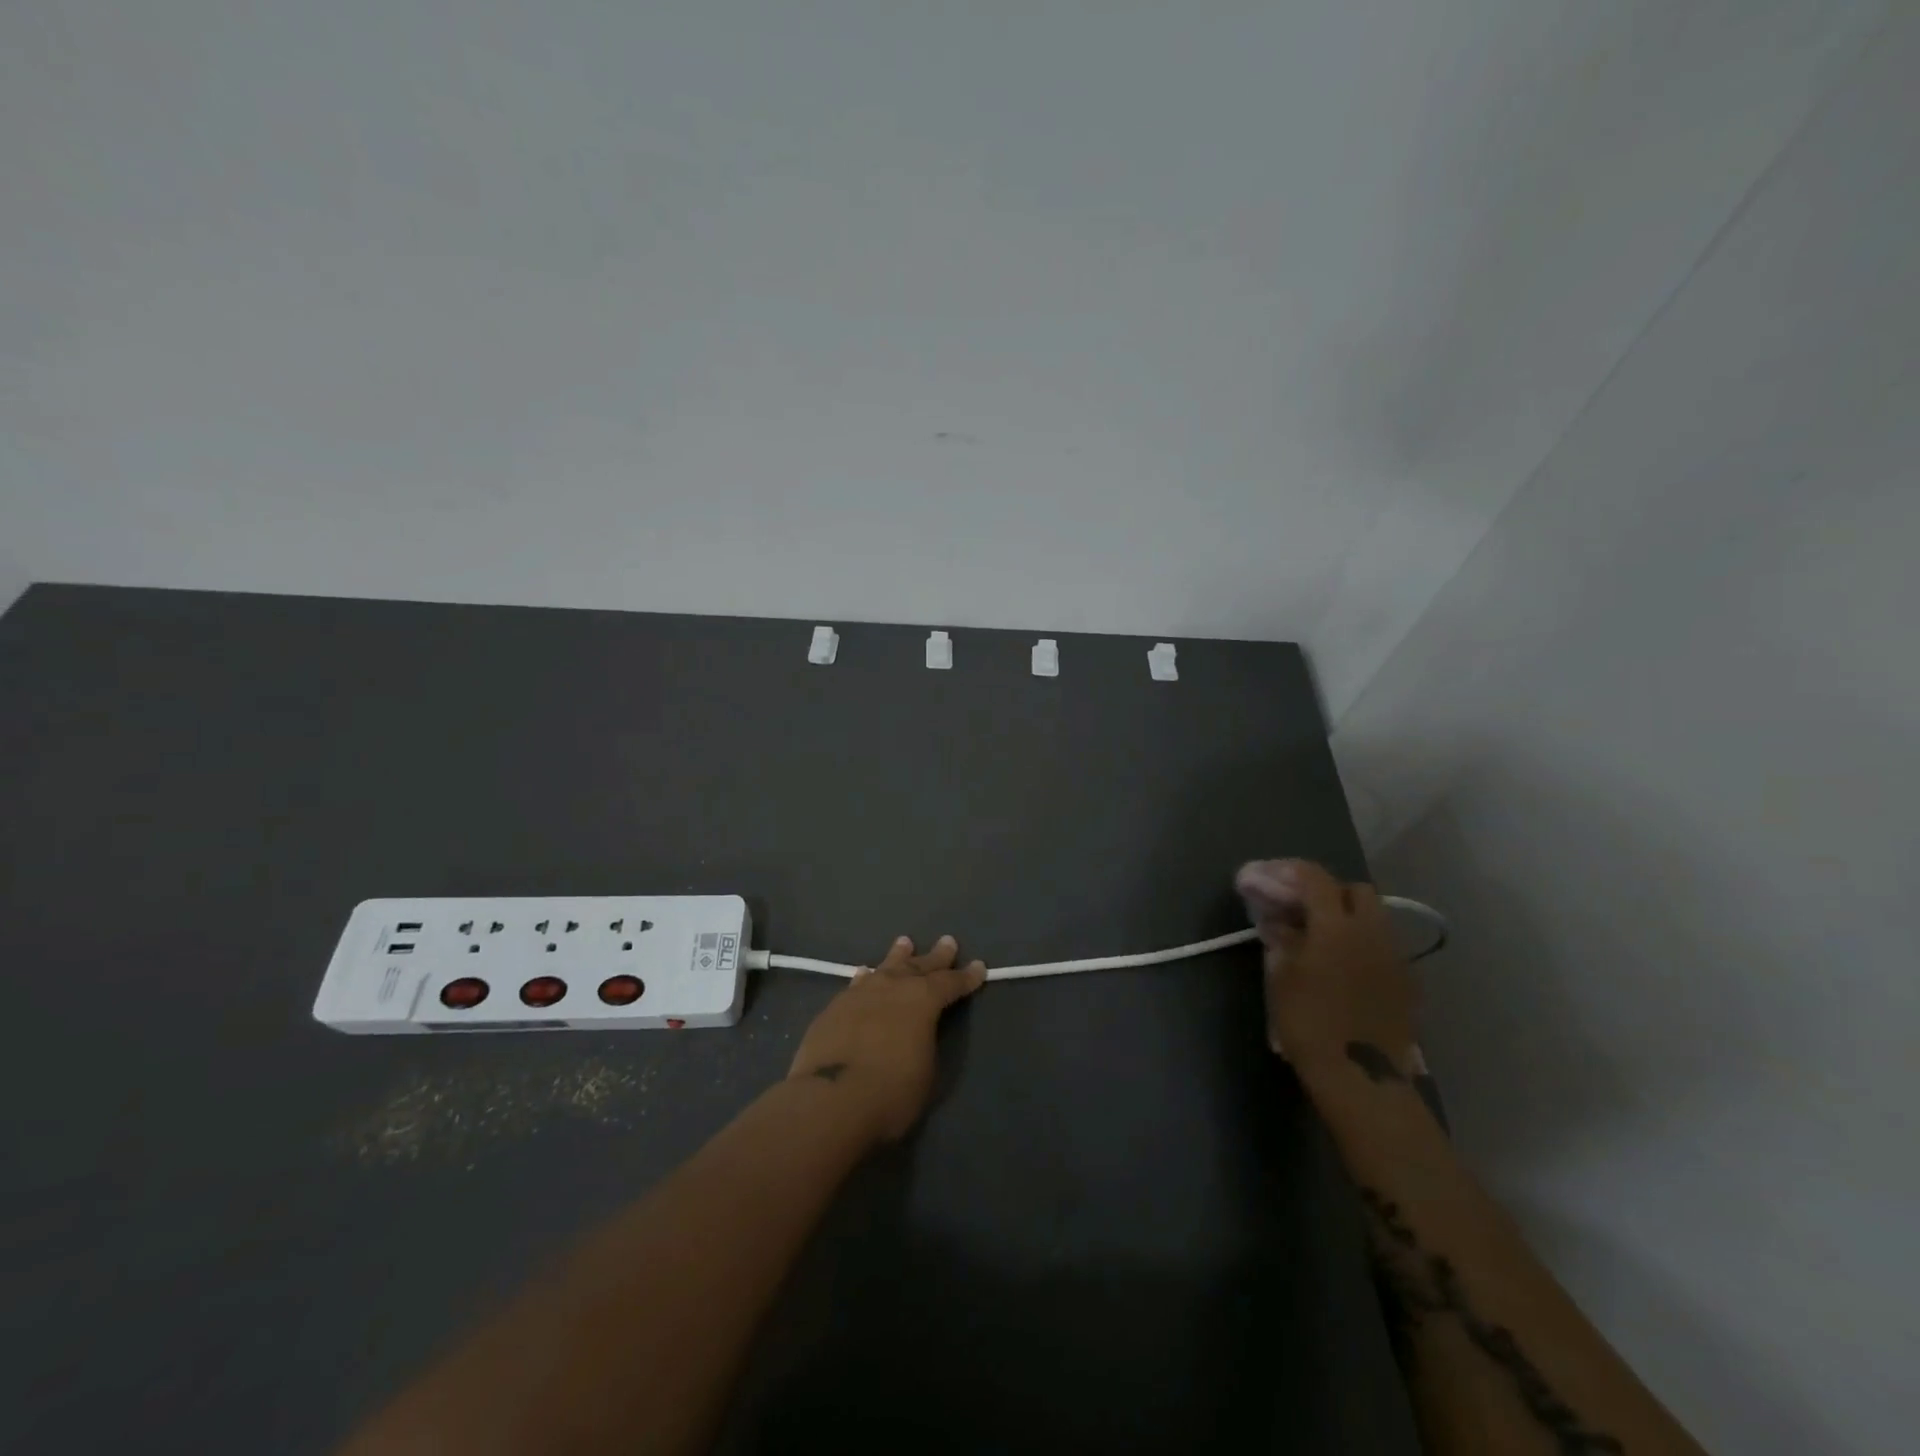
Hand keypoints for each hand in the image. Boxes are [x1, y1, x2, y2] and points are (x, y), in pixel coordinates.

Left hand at [786, 935, 985, 1143]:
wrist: (830, 1100)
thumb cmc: (891, 1092)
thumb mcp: (927, 1073)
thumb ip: (926, 1044)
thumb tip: (918, 1034)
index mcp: (923, 1000)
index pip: (951, 983)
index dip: (967, 976)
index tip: (979, 966)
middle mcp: (893, 987)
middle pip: (918, 966)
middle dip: (935, 956)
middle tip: (947, 942)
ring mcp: (860, 994)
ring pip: (885, 968)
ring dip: (898, 956)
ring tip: (904, 943)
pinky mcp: (834, 1008)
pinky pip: (857, 984)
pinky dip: (866, 978)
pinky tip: (864, 974)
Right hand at [1235, 859, 1416, 1088]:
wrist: (1361, 1079)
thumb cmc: (1309, 1023)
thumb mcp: (1281, 977)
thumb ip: (1280, 938)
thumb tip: (1276, 919)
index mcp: (1337, 925)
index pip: (1314, 878)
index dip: (1285, 871)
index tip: (1261, 877)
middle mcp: (1373, 932)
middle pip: (1354, 890)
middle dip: (1325, 890)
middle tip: (1295, 906)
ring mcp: (1394, 957)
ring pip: (1373, 917)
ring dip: (1344, 915)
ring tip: (1316, 935)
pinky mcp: (1405, 982)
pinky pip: (1381, 946)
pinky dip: (1359, 942)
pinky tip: (1339, 963)